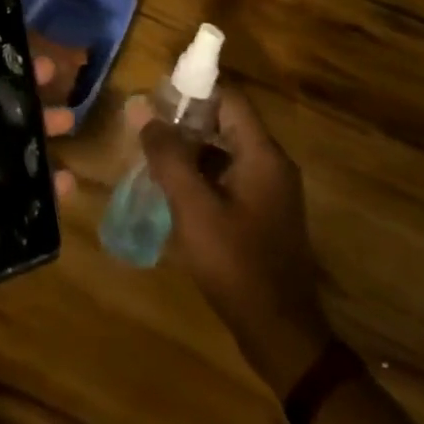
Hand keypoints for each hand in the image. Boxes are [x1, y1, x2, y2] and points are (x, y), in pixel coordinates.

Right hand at [133, 85, 333, 395]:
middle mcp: (272, 164)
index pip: (229, 97)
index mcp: (262, 154)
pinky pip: (231, 175)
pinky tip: (175, 189)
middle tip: (148, 126)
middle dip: (186, 119)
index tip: (158, 92)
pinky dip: (203, 172)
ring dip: (192, 147)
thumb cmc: (237, 264)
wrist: (281, 335)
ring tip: (153, 154)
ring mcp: (271, 190)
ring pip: (226, 150)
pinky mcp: (264, 213)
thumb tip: (141, 108)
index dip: (194, 88)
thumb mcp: (194, 207)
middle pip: (227, 121)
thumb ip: (167, 155)